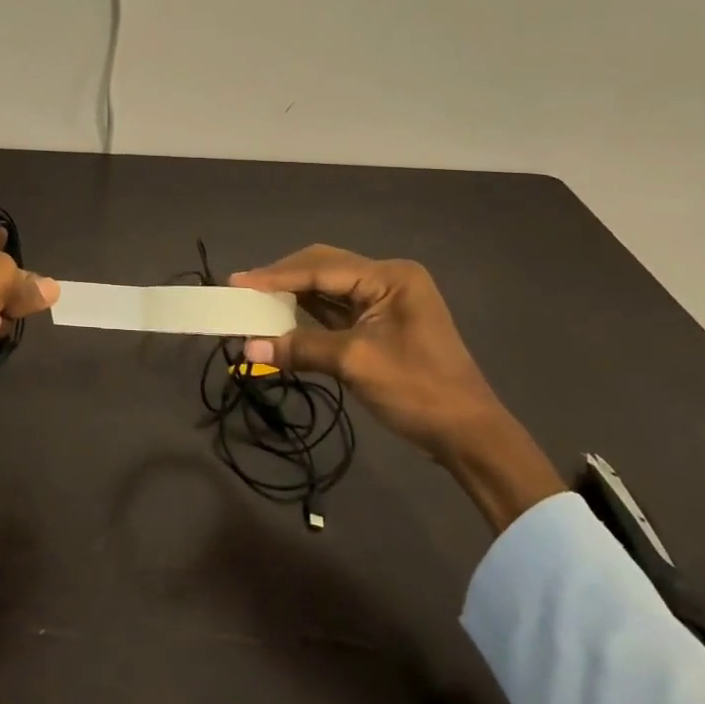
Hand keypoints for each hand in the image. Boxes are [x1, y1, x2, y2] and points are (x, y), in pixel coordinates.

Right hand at [231, 246, 564, 531]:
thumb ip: (301, 348)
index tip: (236, 281)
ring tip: (254, 302)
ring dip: (293, 297)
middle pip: (323, 269)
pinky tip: (282, 319)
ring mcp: (386, 301)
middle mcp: (388, 279)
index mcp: (390, 277)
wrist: (467, 435)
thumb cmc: (418, 391)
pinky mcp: (381, 324)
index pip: (321, 268)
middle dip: (282, 280)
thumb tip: (247, 346)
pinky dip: (308, 316)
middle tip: (242, 290)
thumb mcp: (355, 364)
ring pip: (328, 289)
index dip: (276, 276)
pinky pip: (336, 311)